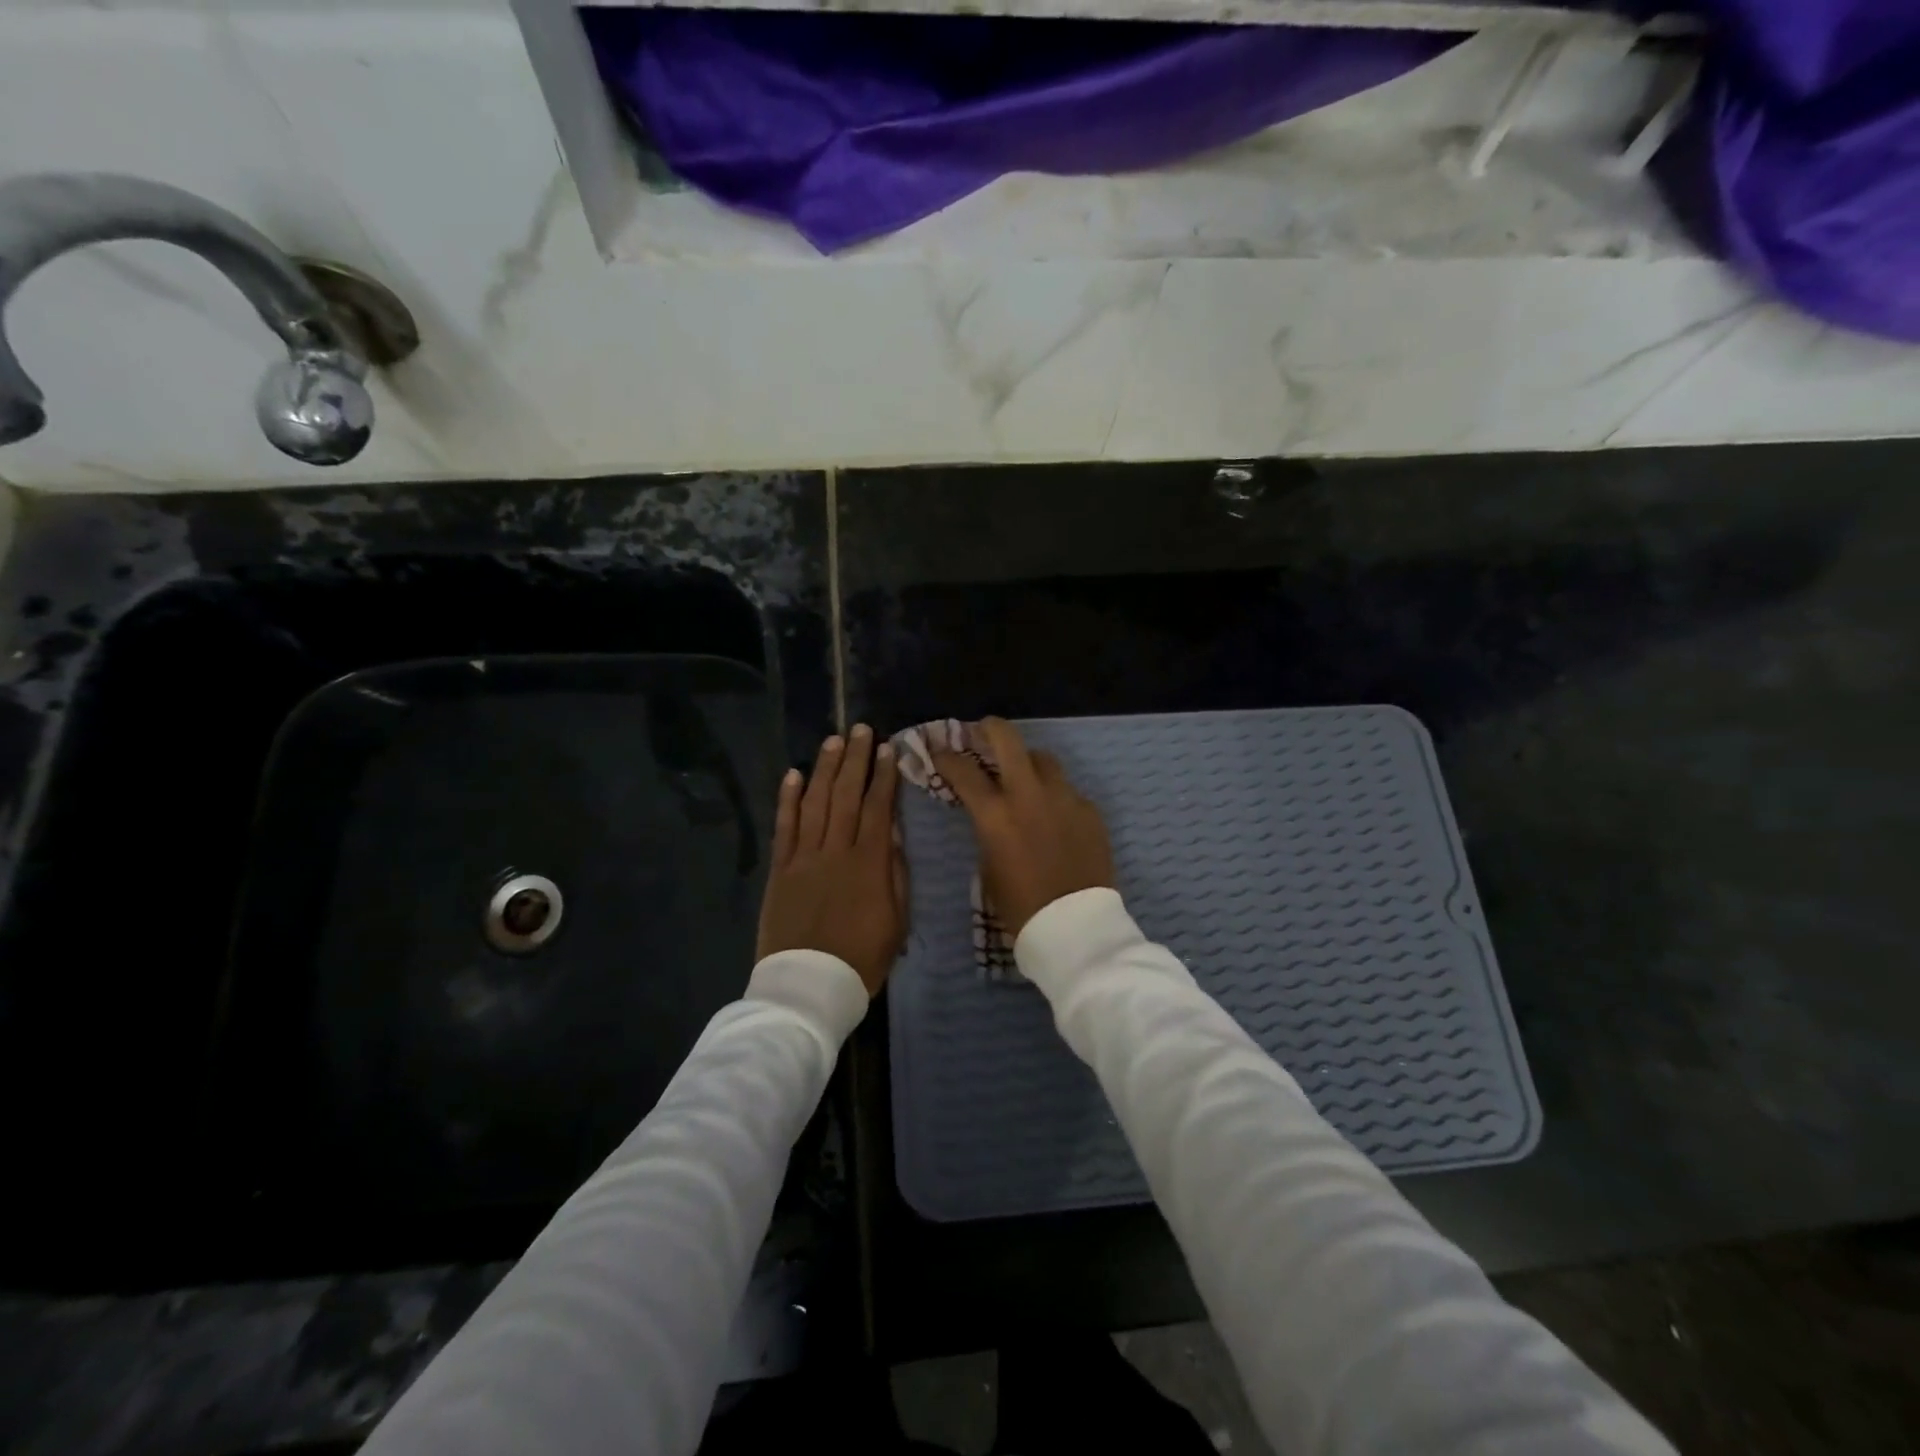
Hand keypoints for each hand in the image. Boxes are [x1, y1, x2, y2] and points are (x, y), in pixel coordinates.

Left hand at [756, 724, 906, 994]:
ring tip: (834, 741)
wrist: (808, 986)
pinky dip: (788, 799)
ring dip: (825, 769)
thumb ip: (895, 875)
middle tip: (861, 729)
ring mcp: (803, 858)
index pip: (879, 808)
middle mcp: (835, 850)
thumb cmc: (861, 959)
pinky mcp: (780, 870)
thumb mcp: (896, 922)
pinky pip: (784, 827)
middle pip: (847, 795)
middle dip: (856, 760)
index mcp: (869, 864)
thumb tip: (893, 836)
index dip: (885, 777)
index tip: (889, 750)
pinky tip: (794, 774)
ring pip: (816, 803)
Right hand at [930, 717, 1114, 936]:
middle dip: (989, 728)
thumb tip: (990, 812)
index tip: (940, 752)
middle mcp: (1029, 795)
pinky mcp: (1089, 810)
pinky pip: (1067, 790)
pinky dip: (1054, 795)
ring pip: (1043, 759)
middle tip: (982, 731)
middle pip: (1008, 739)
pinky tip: (1053, 815)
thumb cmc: (1020, 907)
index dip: (946, 757)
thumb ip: (987, 829)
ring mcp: (1064, 798)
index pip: (963, 770)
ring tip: (1023, 775)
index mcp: (996, 814)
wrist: (1075, 928)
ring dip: (1027, 762)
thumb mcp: (988, 866)